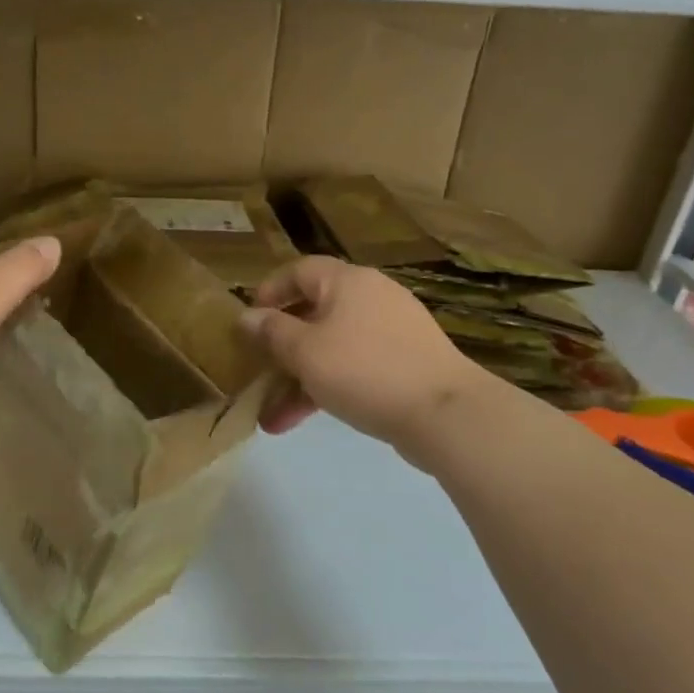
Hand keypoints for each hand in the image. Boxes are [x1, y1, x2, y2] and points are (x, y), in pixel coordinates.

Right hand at [240, 256, 488, 448]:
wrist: (446, 414)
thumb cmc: (365, 370)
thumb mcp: (305, 352)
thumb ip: (271, 332)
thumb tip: (246, 316)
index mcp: (347, 282)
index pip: (299, 270)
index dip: (270, 291)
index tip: (249, 320)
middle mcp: (370, 297)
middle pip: (314, 312)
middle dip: (281, 348)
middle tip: (258, 371)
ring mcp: (391, 332)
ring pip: (331, 347)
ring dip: (299, 379)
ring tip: (272, 417)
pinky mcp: (404, 364)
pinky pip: (354, 367)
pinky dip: (327, 388)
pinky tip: (302, 421)